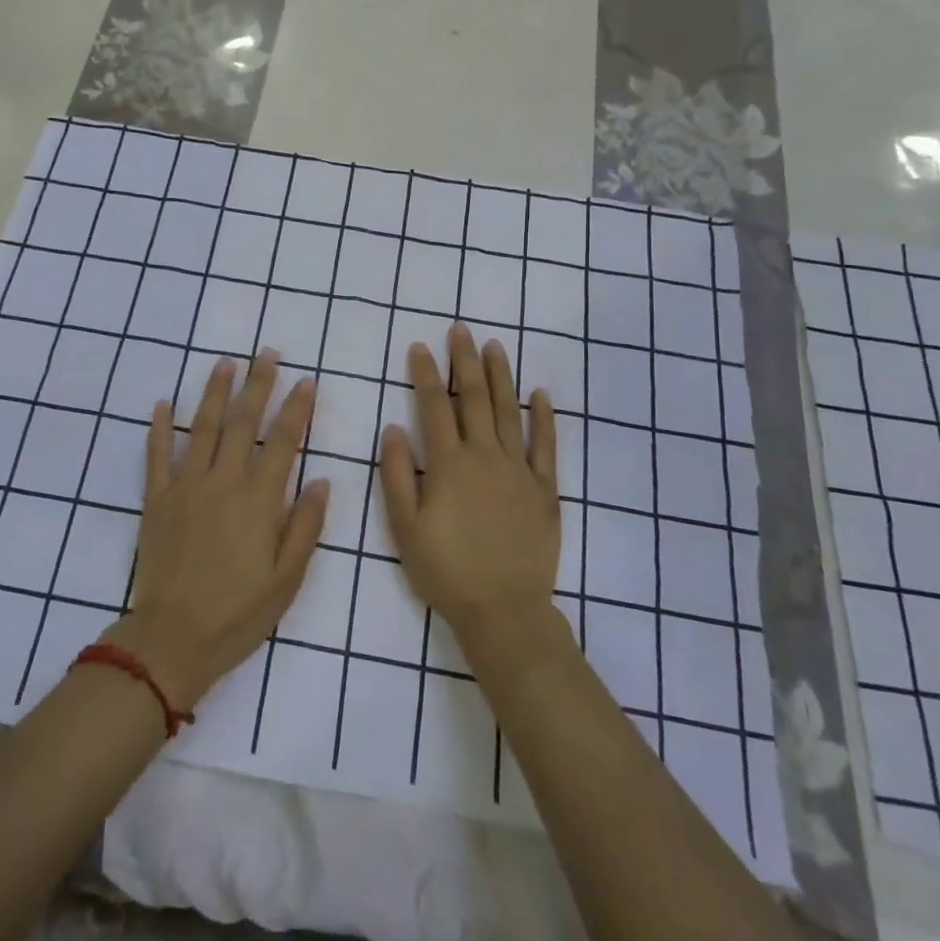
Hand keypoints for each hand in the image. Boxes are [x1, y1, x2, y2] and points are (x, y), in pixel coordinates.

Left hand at [102, 351, 327, 712]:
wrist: (172, 640)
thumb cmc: (238, 612)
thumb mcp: (287, 578)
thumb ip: (305, 526)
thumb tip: (322, 482)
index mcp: (258, 498)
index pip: (282, 440)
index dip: (296, 408)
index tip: (306, 380)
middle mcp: (223, 480)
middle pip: (243, 421)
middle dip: (258, 383)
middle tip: (267, 353)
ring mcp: (186, 486)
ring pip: (202, 427)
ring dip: (214, 391)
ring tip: (225, 362)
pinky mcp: (157, 498)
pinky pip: (157, 455)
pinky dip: (159, 428)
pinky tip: (161, 403)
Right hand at [379, 323, 560, 653]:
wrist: (504, 611)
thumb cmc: (446, 570)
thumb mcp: (405, 528)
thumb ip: (397, 475)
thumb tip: (393, 427)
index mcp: (448, 465)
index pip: (435, 407)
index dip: (427, 374)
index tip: (420, 346)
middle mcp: (485, 457)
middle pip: (474, 398)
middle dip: (465, 361)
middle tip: (460, 329)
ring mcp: (519, 470)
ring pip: (510, 411)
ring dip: (501, 376)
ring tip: (495, 346)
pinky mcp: (545, 488)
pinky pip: (546, 445)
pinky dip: (544, 417)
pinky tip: (540, 393)